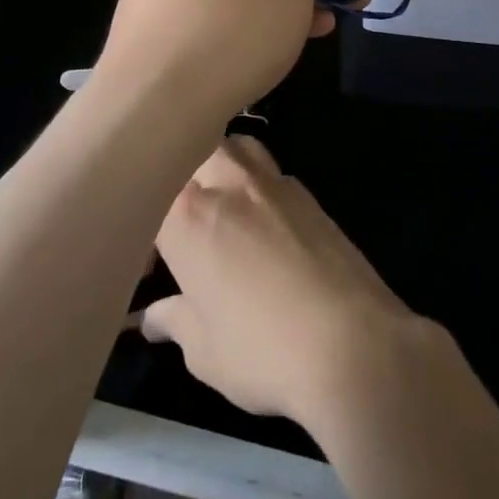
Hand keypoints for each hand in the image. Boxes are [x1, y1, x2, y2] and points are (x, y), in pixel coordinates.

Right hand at [138, 137, 418, 426]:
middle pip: (194, 151)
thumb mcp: (205, 350)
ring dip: (223, 167)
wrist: (354, 344)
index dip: (144, 231)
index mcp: (188, 216)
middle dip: (181, 178)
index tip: (149, 269)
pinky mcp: (311, 197)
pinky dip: (260, 188)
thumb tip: (155, 317)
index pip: (148, 197)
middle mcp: (230, 185)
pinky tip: (265, 228)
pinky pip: (274, 174)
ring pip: (238, 148)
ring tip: (222, 211)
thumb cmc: (263, 350)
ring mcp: (275, 185)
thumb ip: (176, 321)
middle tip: (181, 225)